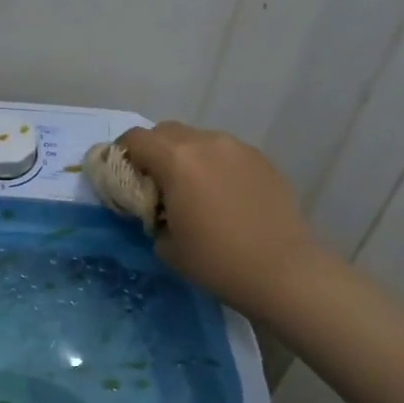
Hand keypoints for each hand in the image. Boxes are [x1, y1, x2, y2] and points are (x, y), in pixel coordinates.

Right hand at [116, 121, 326, 314]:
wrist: (281, 270)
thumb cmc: (215, 260)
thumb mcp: (165, 244)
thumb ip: (150, 213)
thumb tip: (155, 206)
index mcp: (175, 160)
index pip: (135, 138)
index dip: (122, 154)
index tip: (123, 177)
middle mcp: (205, 143)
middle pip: (166, 131)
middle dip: (153, 151)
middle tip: (154, 183)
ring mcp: (237, 148)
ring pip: (198, 139)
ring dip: (185, 156)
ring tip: (191, 190)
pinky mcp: (261, 159)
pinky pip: (225, 152)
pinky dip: (213, 165)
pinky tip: (221, 195)